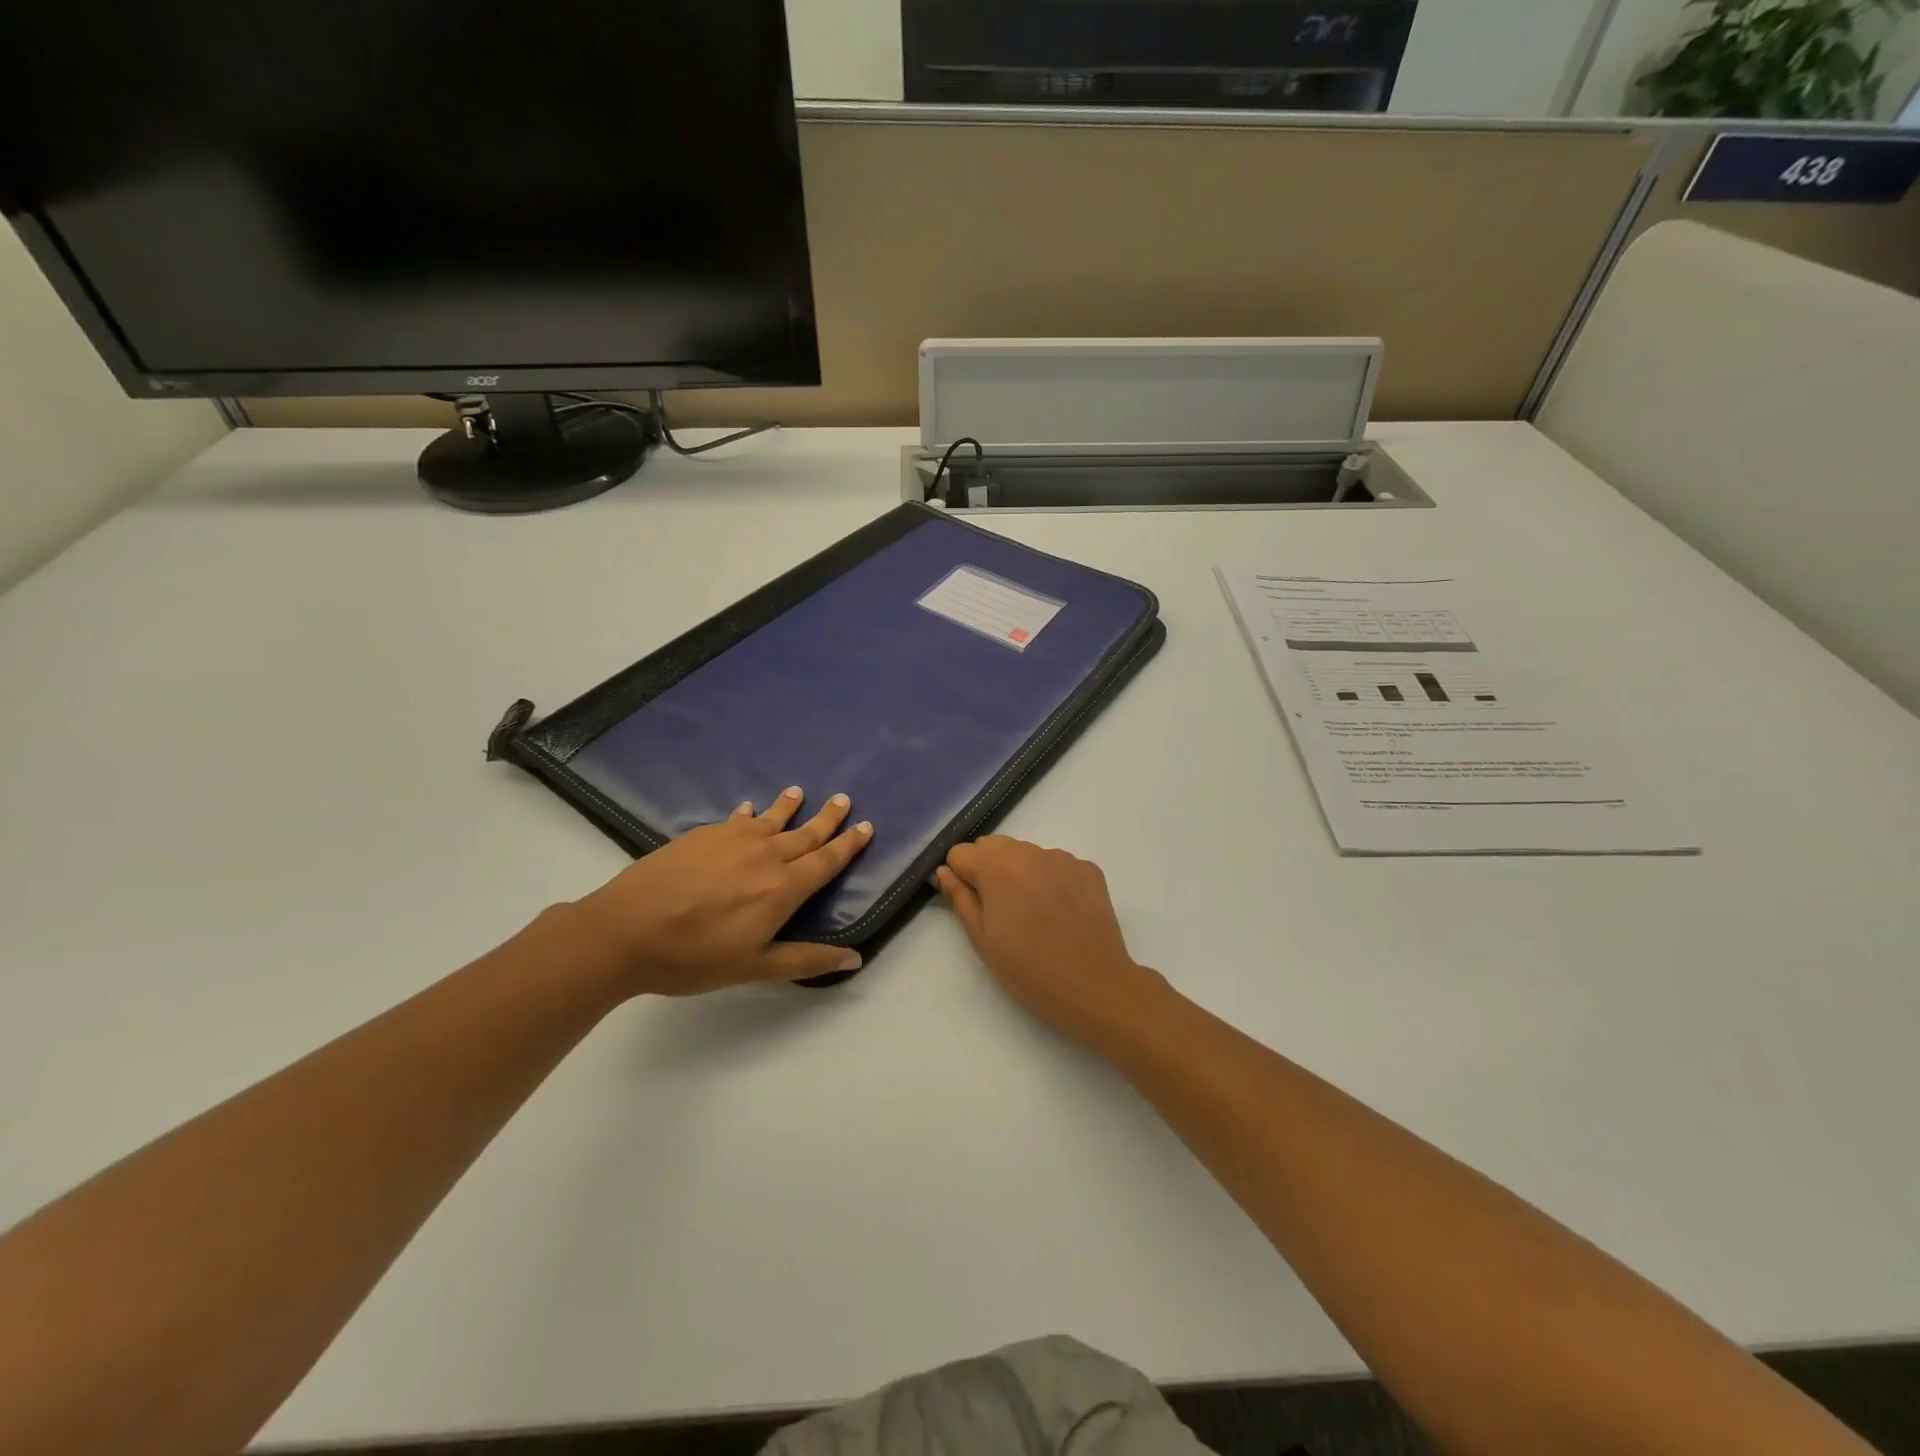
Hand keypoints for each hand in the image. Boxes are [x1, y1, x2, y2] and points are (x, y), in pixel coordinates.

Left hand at [570, 788, 872, 996]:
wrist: (626, 930)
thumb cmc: (695, 956)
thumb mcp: (755, 967)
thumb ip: (806, 959)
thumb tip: (855, 958)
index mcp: (784, 888)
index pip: (826, 861)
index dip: (849, 844)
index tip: (866, 826)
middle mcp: (765, 855)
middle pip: (805, 833)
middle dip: (827, 817)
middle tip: (844, 799)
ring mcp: (732, 840)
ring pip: (771, 819)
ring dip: (789, 806)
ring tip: (799, 791)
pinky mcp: (703, 835)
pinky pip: (736, 819)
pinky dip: (748, 813)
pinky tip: (747, 809)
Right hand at [935, 836, 1164, 1043]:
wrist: (1096, 987)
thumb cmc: (1029, 970)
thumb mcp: (983, 940)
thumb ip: (960, 899)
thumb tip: (945, 872)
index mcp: (998, 868)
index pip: (961, 853)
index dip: (960, 877)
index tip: (971, 904)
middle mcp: (1030, 852)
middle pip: (994, 846)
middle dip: (988, 870)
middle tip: (999, 911)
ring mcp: (1063, 858)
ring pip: (1026, 854)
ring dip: (1020, 873)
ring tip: (1032, 914)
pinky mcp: (1088, 869)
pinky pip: (1056, 864)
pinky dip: (1050, 880)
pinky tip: (1059, 912)